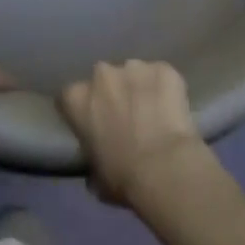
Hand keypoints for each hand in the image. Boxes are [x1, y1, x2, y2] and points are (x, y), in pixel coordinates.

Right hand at [59, 60, 212, 207]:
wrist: (164, 167)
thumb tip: (97, 165)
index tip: (92, 124)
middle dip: (112, 93)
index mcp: (77, 98)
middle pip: (103, 79)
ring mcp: (134, 67)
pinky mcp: (163, 69)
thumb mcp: (95, 176)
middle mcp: (101, 74)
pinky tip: (173, 108)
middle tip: (125, 117)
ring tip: (153, 113)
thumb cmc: (123, 177)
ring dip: (140, 89)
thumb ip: (92, 158)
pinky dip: (166, 88)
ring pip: (134, 74)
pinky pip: (162, 76)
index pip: (71, 97)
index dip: (82, 110)